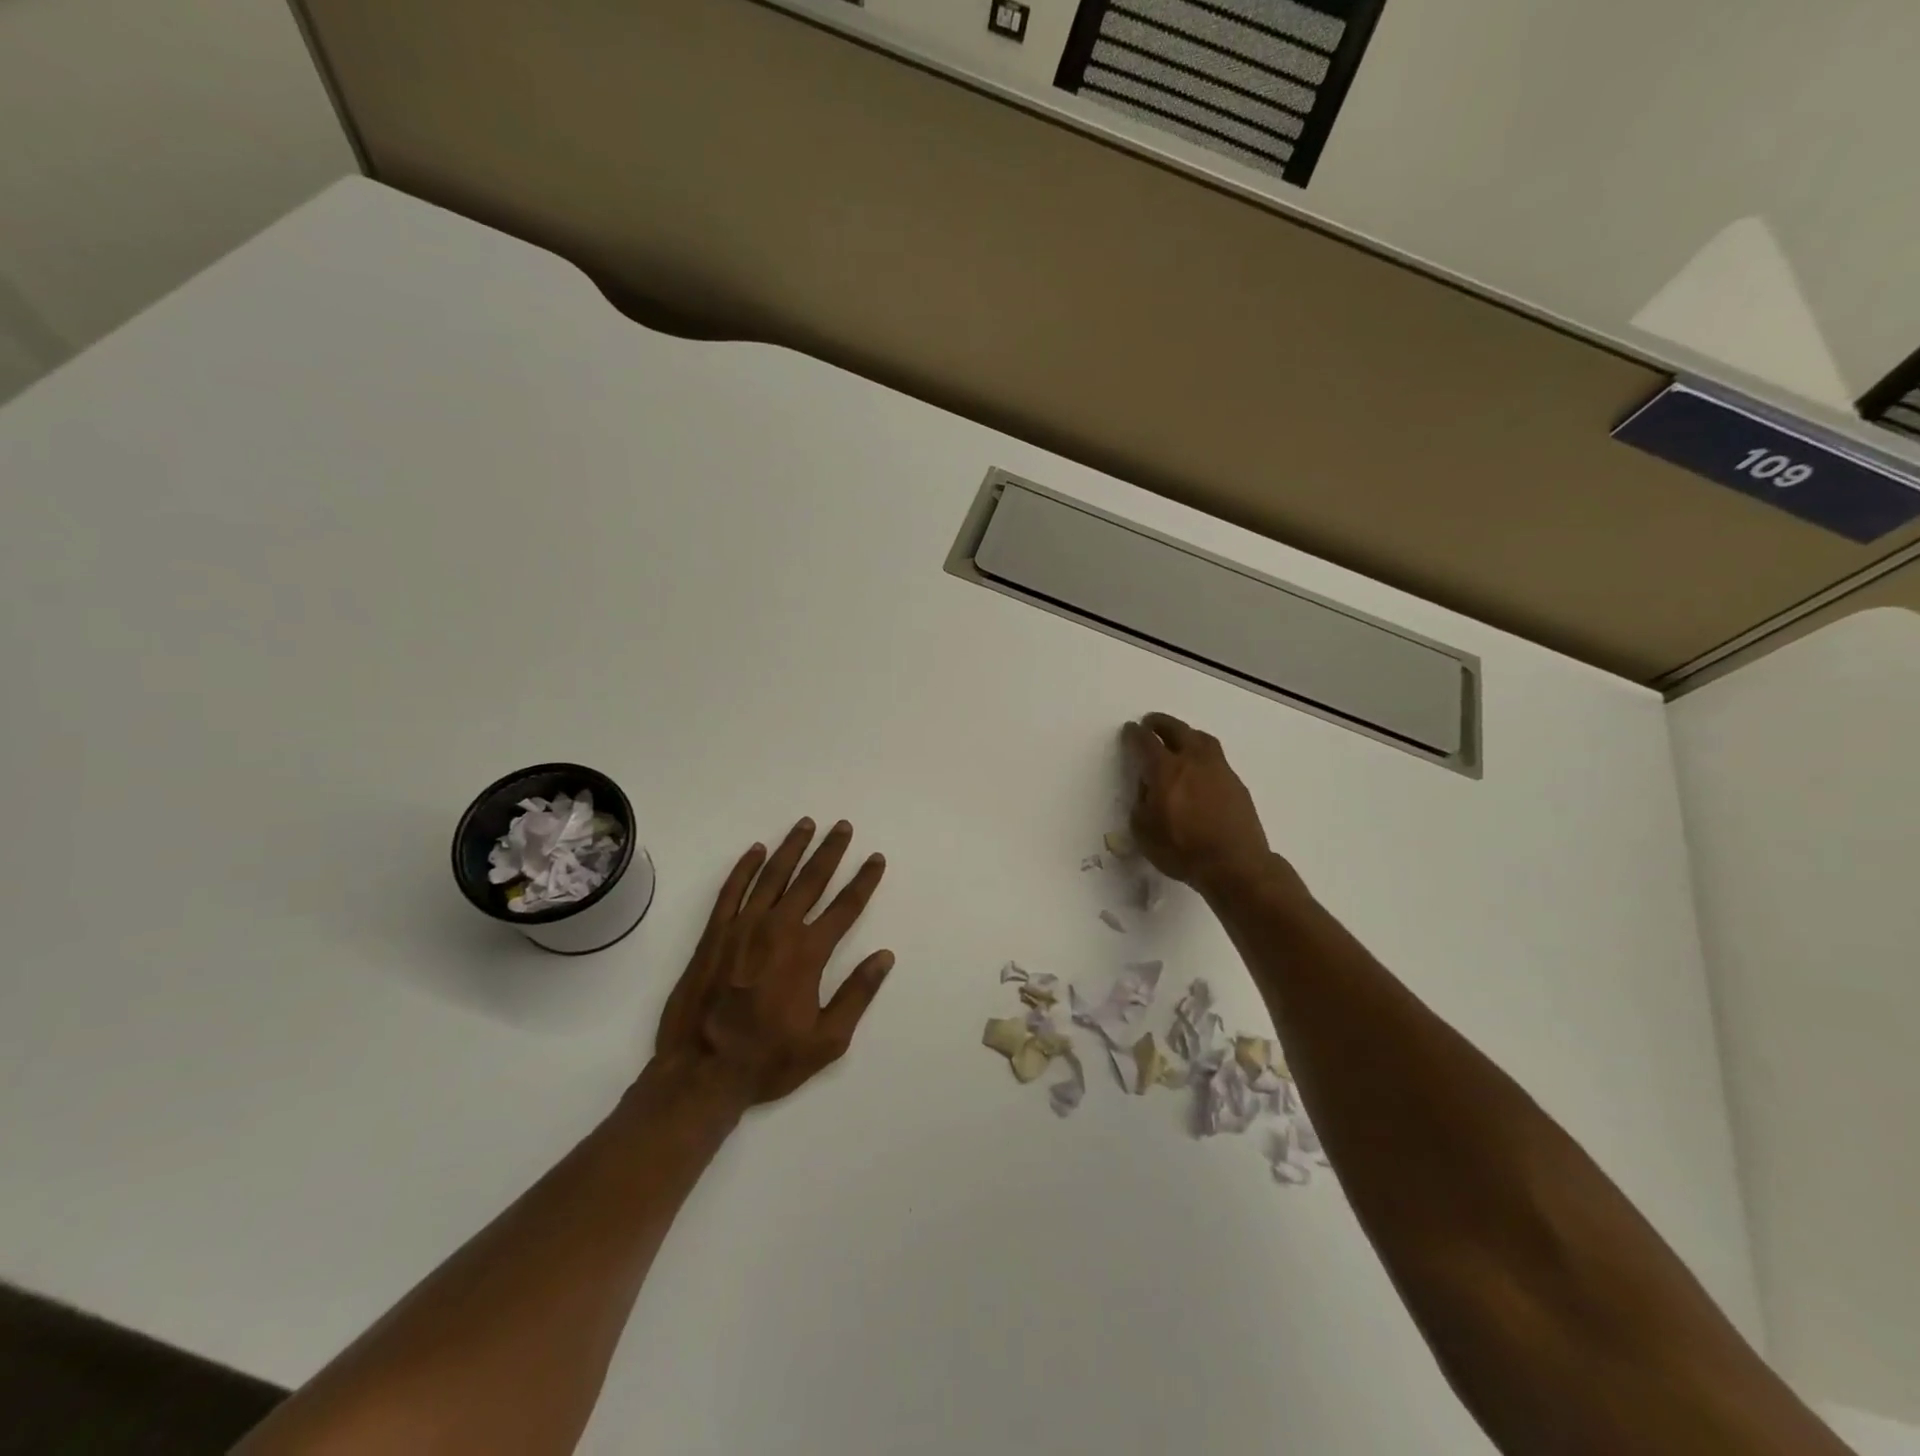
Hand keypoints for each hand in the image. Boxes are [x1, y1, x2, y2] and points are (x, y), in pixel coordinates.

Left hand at [653, 819, 892, 1106]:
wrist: (701, 1072)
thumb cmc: (769, 1059)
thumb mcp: (827, 1040)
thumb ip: (857, 994)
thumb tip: (884, 957)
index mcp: (808, 953)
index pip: (845, 906)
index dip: (863, 880)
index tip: (875, 858)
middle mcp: (778, 929)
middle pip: (811, 879)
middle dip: (830, 851)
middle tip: (842, 826)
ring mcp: (742, 928)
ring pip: (772, 875)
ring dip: (791, 847)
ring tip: (806, 824)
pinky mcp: (714, 934)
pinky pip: (732, 890)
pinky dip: (745, 867)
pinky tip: (756, 851)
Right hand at [1123, 712, 1271, 892]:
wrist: (1234, 864)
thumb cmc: (1182, 850)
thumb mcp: (1143, 831)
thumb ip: (1141, 803)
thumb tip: (1148, 789)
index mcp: (1165, 770)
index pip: (1145, 742)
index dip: (1134, 734)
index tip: (1129, 730)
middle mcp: (1192, 761)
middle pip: (1176, 730)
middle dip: (1161, 723)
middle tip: (1151, 722)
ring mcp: (1218, 769)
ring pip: (1201, 739)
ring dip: (1186, 733)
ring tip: (1179, 737)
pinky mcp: (1236, 782)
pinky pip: (1216, 757)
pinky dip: (1203, 753)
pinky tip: (1200, 767)